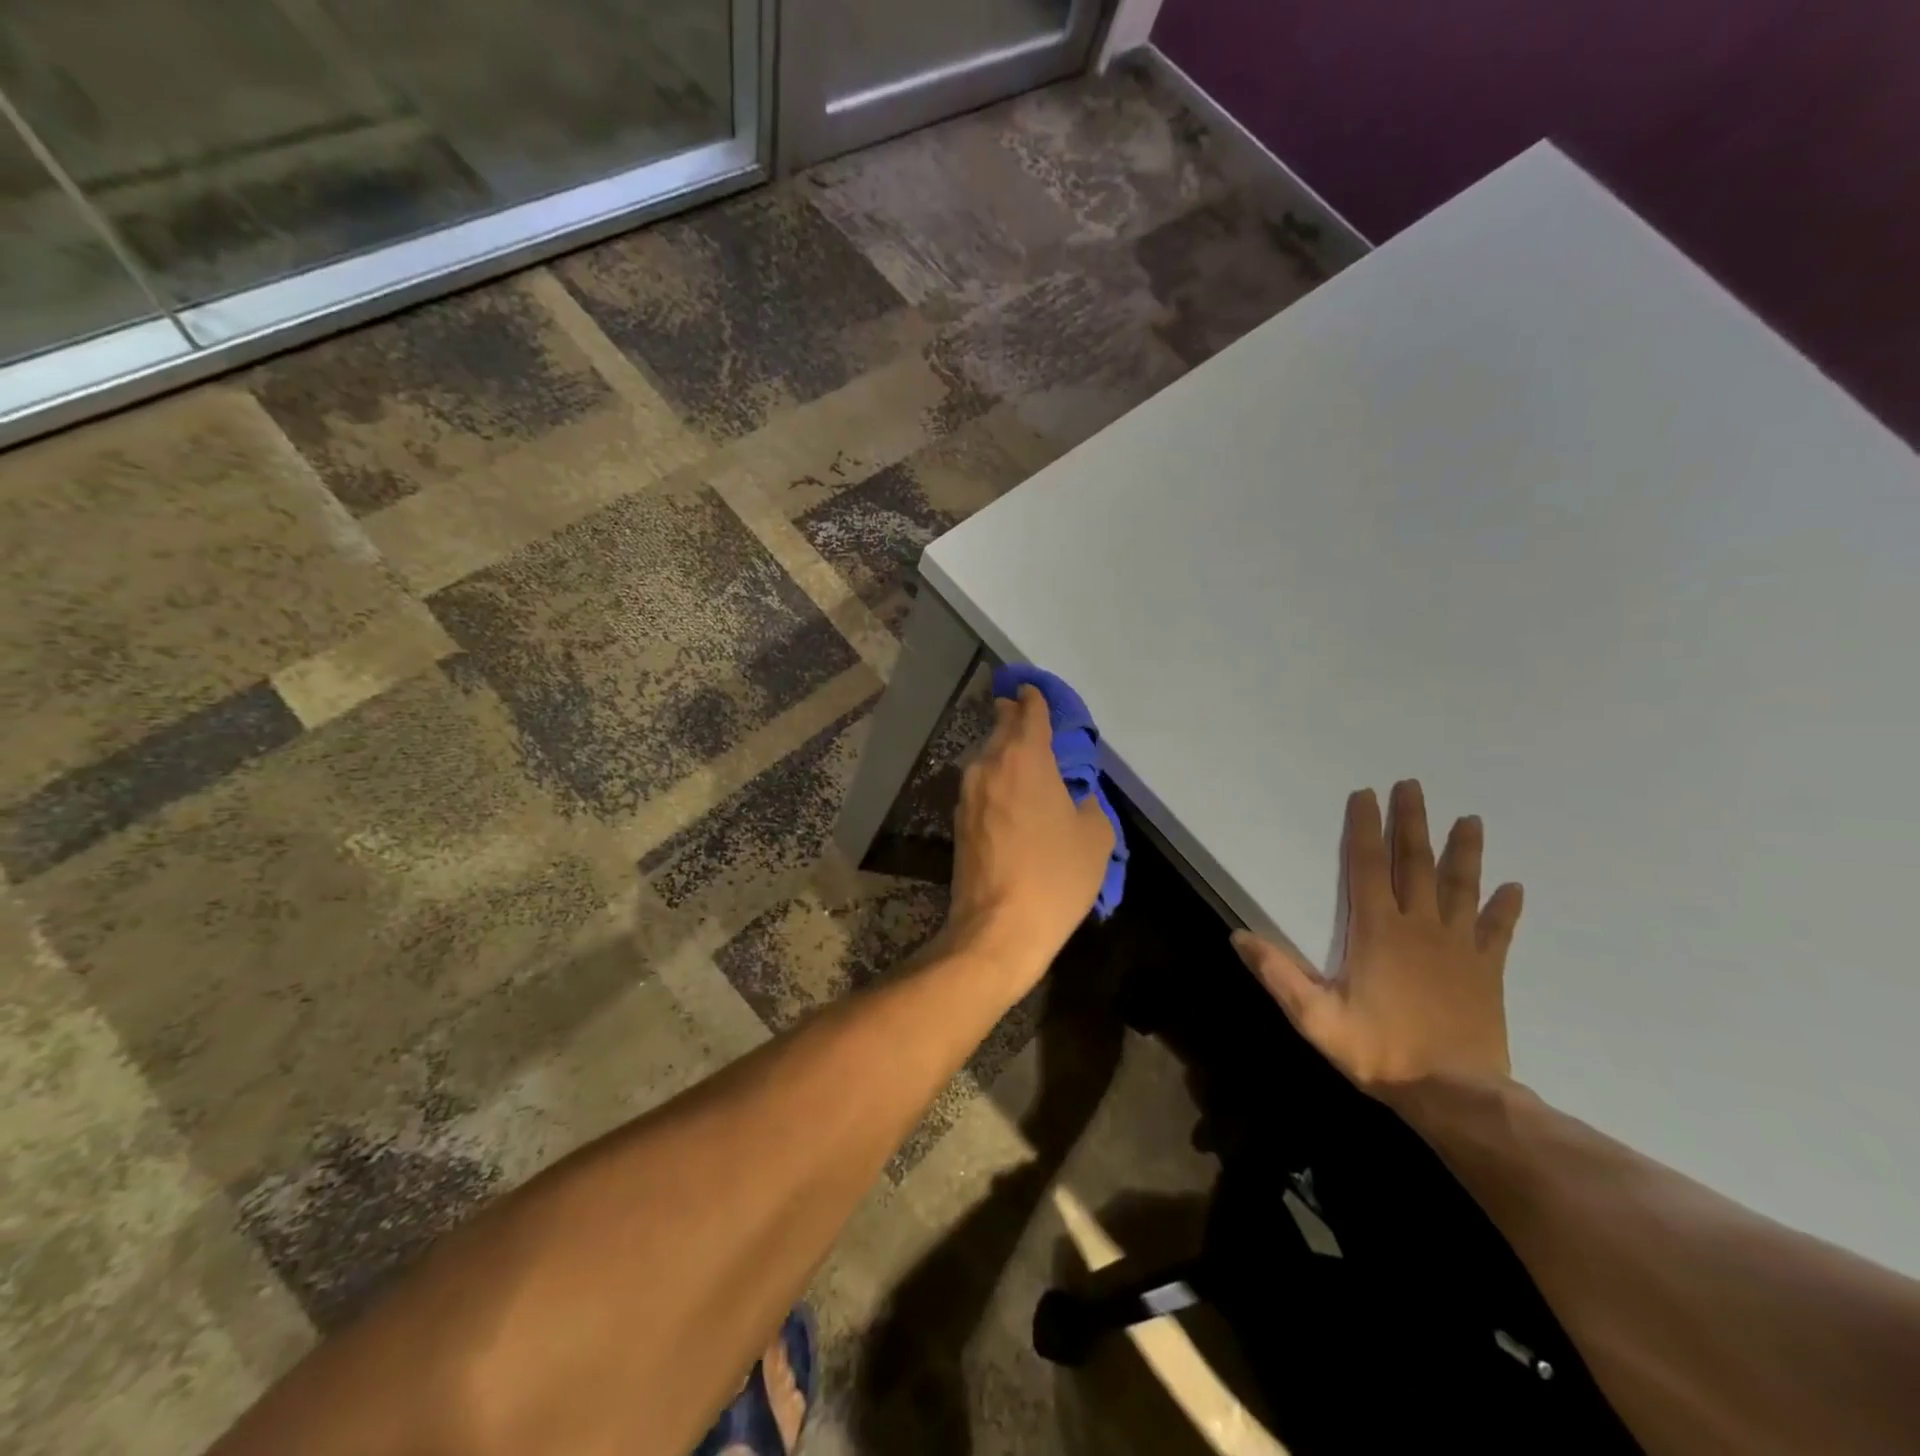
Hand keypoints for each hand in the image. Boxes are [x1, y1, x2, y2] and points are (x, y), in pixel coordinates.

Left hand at [944, 685, 1114, 991]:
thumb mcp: (1095, 837)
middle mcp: (990, 765)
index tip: (1034, 690)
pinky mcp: (958, 821)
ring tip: (1024, 756)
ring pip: (988, 757)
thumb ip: (1087, 803)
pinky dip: (997, 779)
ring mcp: (968, 793)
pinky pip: (982, 785)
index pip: (1029, 712)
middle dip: (1014, 717)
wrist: (998, 928)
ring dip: (1004, 750)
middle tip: (1027, 714)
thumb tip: (1073, 798)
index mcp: (1025, 758)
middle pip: (1001, 728)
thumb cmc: (1055, 877)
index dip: (1034, 698)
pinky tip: (1011, 795)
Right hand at [1232, 780, 1523, 1094]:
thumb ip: (1278, 974)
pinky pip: (1497, 932)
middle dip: (1412, 822)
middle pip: (1415, 863)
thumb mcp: (1316, 1017)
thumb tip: (1237, 936)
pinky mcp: (1487, 971)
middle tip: (1413, 786)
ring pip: (1461, 887)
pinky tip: (1514, 888)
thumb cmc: (1380, 1052)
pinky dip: (1505, 909)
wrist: (1456, 1096)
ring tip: (1470, 819)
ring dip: (1464, 851)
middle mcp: (1419, 926)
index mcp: (1377, 930)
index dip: (1364, 828)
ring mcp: (1459, 947)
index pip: (1366, 866)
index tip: (1366, 795)